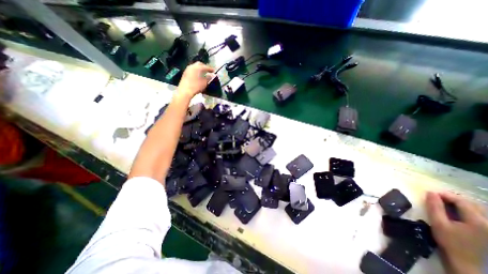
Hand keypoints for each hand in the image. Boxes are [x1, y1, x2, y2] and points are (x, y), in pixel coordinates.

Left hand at [175, 62, 213, 98]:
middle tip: (208, 70)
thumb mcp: (204, 83)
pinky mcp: (185, 73)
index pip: (206, 67)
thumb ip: (208, 78)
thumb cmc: (196, 86)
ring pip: (195, 66)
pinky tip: (198, 76)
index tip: (214, 71)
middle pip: (199, 64)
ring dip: (200, 69)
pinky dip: (196, 71)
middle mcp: (192, 66)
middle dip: (204, 66)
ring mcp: (187, 69)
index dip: (210, 69)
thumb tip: (211, 75)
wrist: (185, 91)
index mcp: (198, 68)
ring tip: (203, 73)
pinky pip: (192, 70)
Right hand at [424, 192, 487, 273]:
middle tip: (437, 198)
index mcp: (478, 221)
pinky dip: (468, 211)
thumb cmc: (449, 241)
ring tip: (445, 204)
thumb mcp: (438, 223)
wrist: (465, 262)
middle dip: (454, 199)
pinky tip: (457, 213)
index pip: (462, 202)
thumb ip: (434, 207)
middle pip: (473, 205)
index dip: (446, 195)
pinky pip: (481, 216)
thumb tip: (431, 192)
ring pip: (479, 210)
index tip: (431, 194)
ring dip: (461, 204)